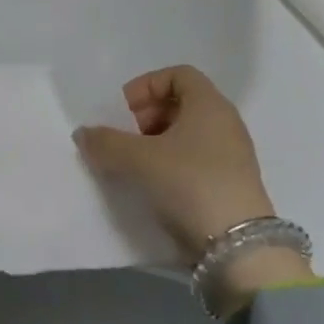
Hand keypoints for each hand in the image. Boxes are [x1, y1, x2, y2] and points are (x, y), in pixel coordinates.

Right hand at [74, 65, 279, 262]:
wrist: (240, 249)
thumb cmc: (190, 184)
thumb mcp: (139, 160)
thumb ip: (106, 142)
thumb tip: (83, 134)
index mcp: (209, 104)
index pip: (178, 74)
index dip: (147, 85)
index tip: (127, 111)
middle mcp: (226, 122)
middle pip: (182, 103)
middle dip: (149, 115)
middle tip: (129, 138)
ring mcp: (233, 155)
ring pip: (189, 134)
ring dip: (159, 143)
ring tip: (138, 166)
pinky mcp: (233, 184)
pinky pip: (198, 160)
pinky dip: (174, 165)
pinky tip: (156, 187)